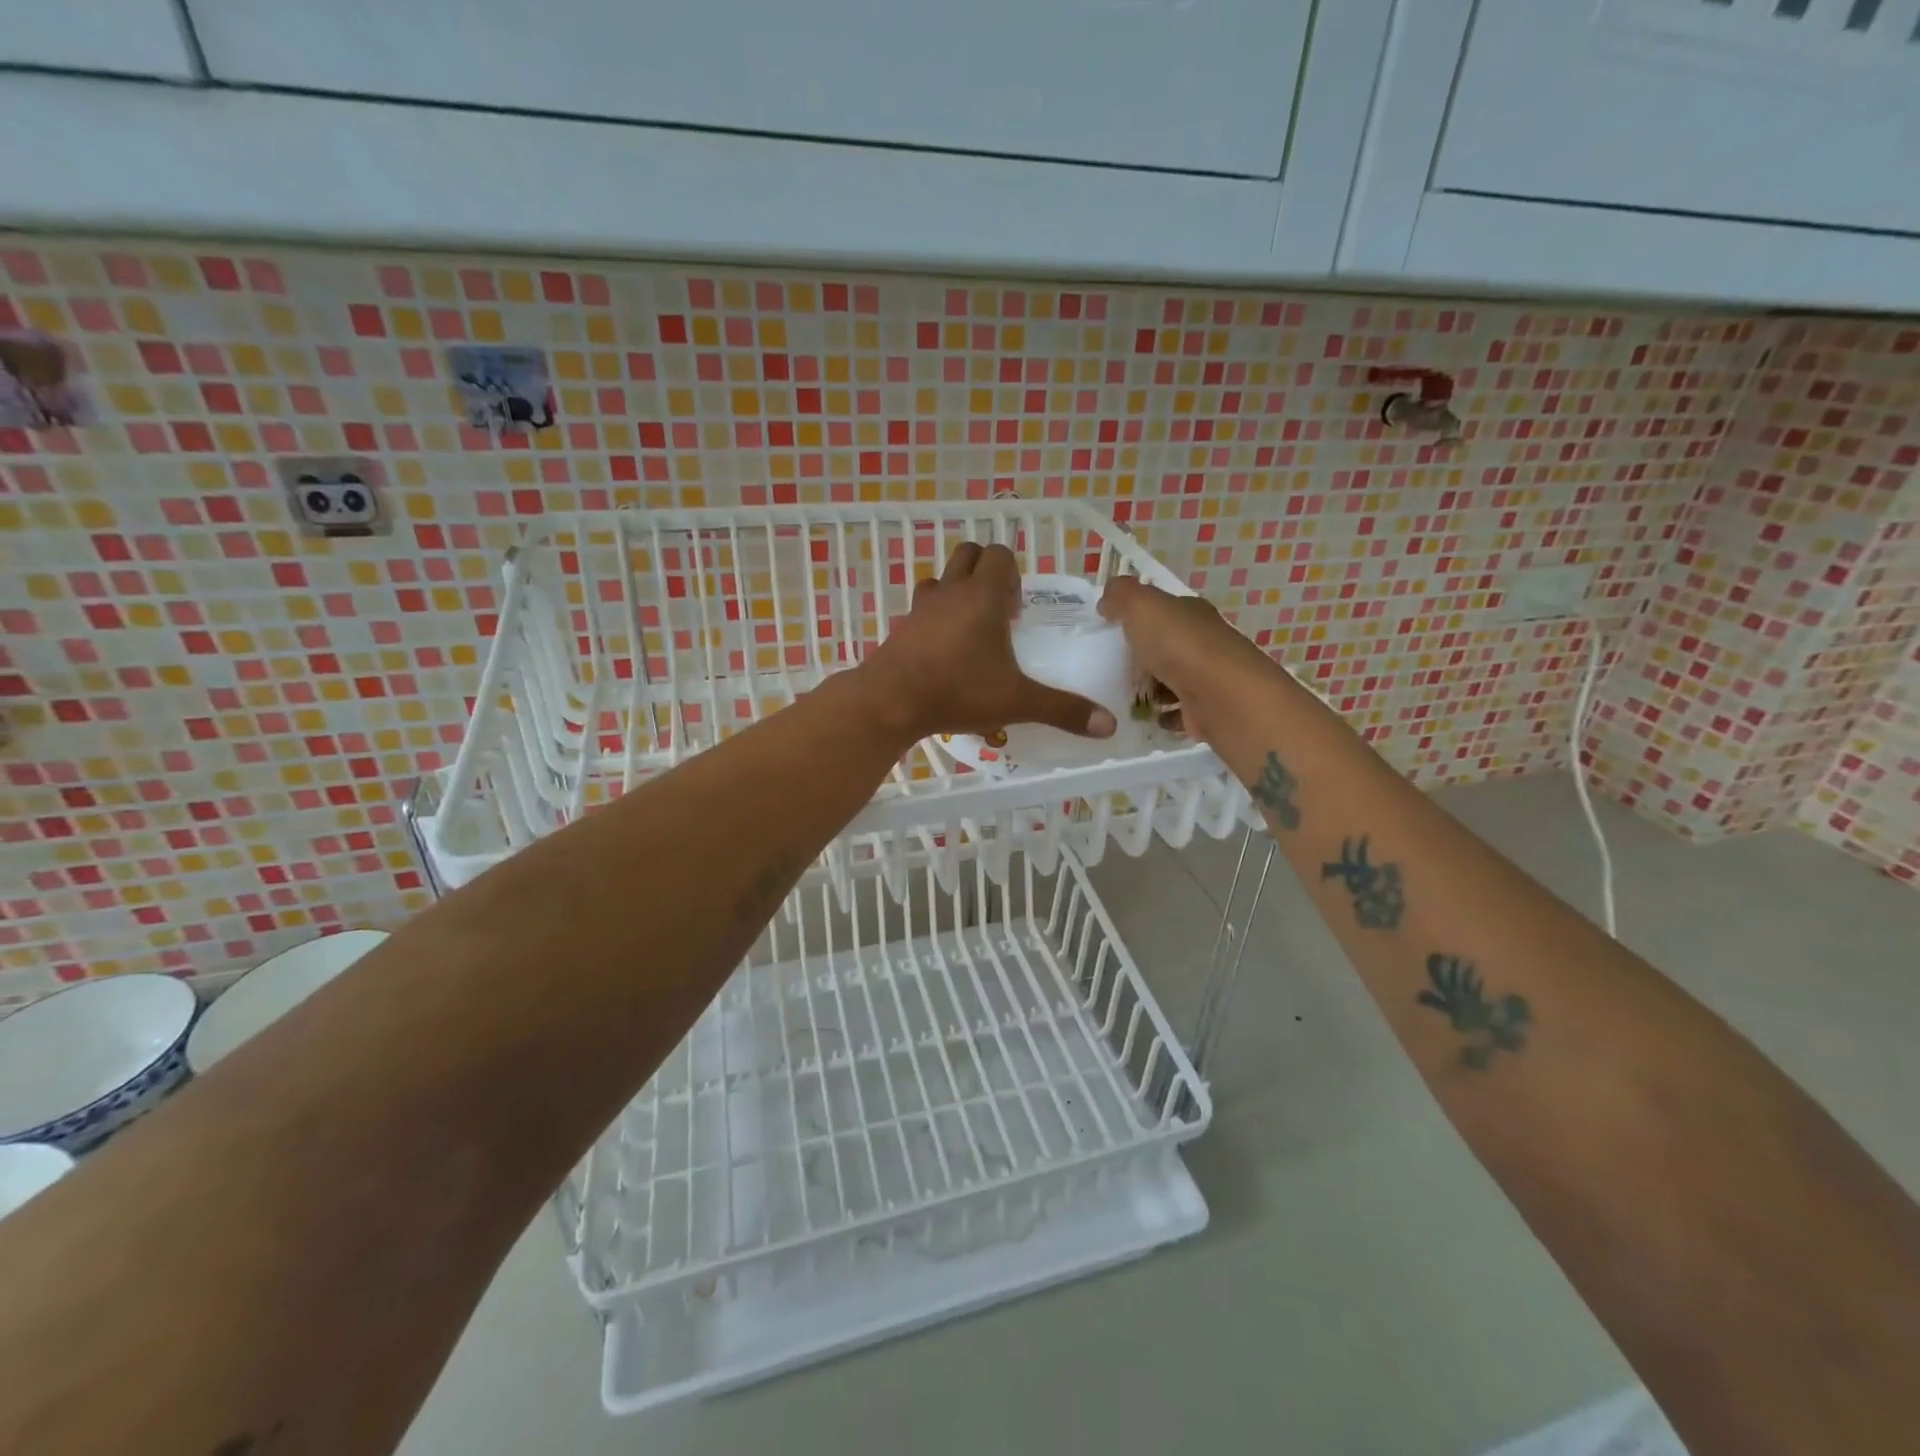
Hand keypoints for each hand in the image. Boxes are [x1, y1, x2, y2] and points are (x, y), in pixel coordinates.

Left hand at [859, 543, 1117, 743]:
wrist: (891, 701)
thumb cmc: (959, 691)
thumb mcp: (1017, 701)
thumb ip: (1063, 710)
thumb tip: (1109, 726)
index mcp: (982, 595)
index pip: (1000, 555)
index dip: (1013, 576)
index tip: (1017, 613)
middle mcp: (951, 590)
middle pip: (969, 554)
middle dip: (986, 573)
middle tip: (998, 614)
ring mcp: (921, 606)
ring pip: (941, 577)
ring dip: (957, 590)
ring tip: (970, 629)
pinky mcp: (901, 626)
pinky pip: (921, 607)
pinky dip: (933, 617)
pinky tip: (942, 651)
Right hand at [1098, 576, 1277, 740]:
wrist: (1221, 697)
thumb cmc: (1179, 646)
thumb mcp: (1142, 606)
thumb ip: (1121, 596)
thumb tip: (1107, 601)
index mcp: (1191, 613)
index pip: (1164, 609)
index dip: (1139, 616)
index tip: (1111, 630)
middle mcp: (1204, 642)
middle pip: (1168, 646)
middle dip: (1142, 656)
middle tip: (1110, 668)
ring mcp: (1208, 678)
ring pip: (1173, 679)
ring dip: (1152, 688)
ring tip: (1123, 696)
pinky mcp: (1207, 711)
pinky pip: (1180, 711)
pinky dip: (1164, 714)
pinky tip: (1147, 718)